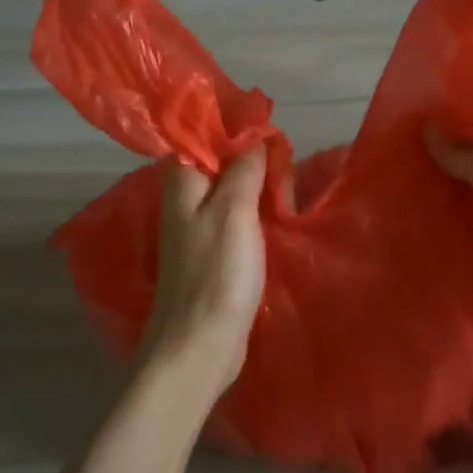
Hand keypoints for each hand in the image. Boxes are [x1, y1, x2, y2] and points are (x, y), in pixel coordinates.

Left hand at [143, 145, 267, 403]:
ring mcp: (200, 227)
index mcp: (183, 182)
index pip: (203, 134)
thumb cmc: (215, 273)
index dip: (235, 127)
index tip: (270, 129)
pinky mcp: (215, 251)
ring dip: (259, 185)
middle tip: (285, 166)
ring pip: (233, 189)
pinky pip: (238, 216)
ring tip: (289, 188)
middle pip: (221, 161)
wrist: (200, 345)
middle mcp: (187, 199)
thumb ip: (243, 168)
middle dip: (254, 157)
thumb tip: (254, 136)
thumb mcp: (234, 210)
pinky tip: (280, 215)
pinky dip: (258, 210)